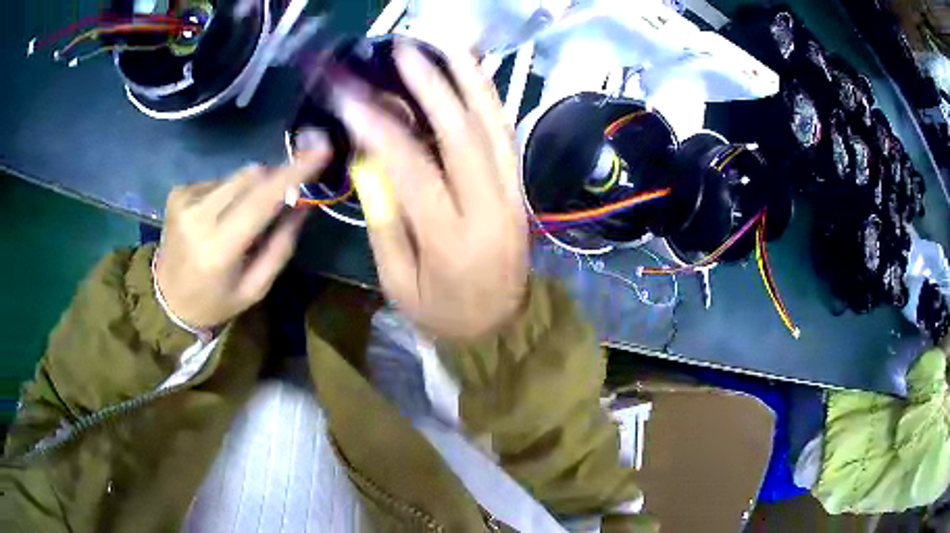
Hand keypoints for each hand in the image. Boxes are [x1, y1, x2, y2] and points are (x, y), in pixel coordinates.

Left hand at [154, 147, 328, 329]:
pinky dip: (229, 193)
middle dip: (274, 180)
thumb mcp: (255, 288)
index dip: (294, 173)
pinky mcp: (178, 191)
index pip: (261, 199)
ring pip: (237, 175)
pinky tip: (220, 216)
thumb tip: (302, 202)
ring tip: (242, 218)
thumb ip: (281, 245)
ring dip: (251, 189)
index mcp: (219, 248)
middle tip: (283, 199)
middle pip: (251, 175)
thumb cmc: (215, 301)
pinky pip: (220, 180)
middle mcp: (199, 216)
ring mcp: (185, 199)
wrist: (166, 300)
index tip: (322, 151)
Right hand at [332, 44, 528, 338]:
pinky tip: (474, 76)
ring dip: (471, 81)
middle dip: (433, 86)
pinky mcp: (520, 190)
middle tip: (407, 52)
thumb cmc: (443, 314)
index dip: (380, 129)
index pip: (412, 170)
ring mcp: (512, 195)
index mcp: (451, 240)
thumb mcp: (399, 283)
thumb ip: (385, 222)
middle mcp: (489, 209)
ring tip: (448, 47)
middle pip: (462, 136)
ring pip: (494, 127)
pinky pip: (505, 137)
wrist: (503, 327)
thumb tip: (372, 163)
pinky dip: (489, 101)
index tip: (352, 97)